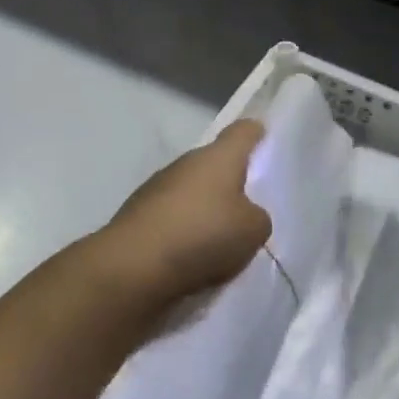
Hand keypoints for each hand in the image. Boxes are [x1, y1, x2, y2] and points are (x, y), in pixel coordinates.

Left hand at [98, 120, 272, 306]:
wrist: (132, 267)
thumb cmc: (202, 235)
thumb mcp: (253, 231)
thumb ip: (257, 217)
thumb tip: (245, 215)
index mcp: (219, 156)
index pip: (243, 131)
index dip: (257, 135)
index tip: (266, 144)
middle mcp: (187, 162)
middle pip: (216, 164)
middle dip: (231, 182)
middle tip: (249, 209)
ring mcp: (158, 186)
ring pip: (192, 191)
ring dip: (205, 209)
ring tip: (220, 242)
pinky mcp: (138, 214)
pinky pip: (172, 217)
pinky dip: (183, 231)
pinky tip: (191, 258)